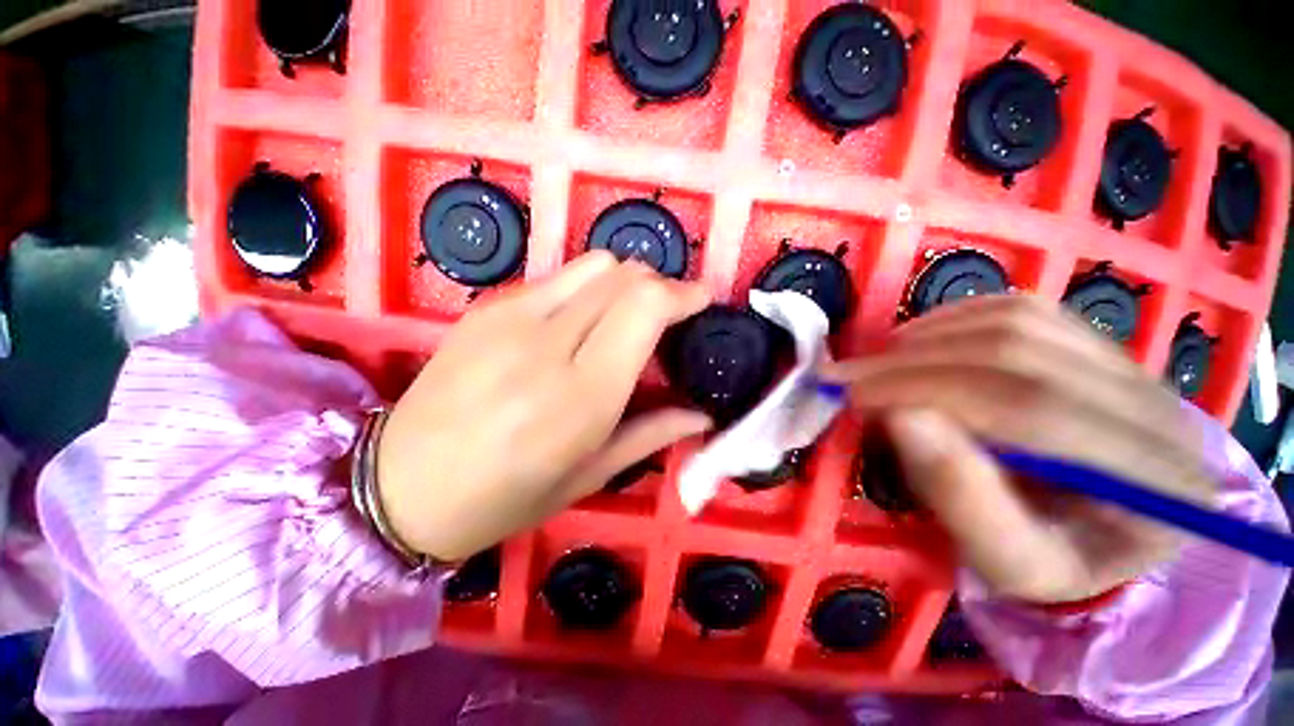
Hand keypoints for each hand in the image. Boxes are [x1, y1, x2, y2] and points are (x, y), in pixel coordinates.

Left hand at [376, 253, 712, 561]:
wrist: (399, 486)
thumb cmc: (504, 497)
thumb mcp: (588, 476)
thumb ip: (651, 434)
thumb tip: (701, 416)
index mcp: (582, 396)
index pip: (645, 308)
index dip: (681, 294)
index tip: (699, 299)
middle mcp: (549, 345)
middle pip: (624, 276)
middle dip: (658, 285)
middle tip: (667, 313)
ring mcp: (511, 317)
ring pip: (594, 265)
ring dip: (623, 281)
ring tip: (625, 314)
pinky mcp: (486, 307)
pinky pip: (557, 276)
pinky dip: (585, 287)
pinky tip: (578, 319)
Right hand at [827, 296, 1212, 602]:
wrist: (1105, 532)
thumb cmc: (1054, 559)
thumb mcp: (1006, 563)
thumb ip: (960, 496)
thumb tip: (900, 415)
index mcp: (1153, 481)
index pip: (1029, 409)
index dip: (925, 391)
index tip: (852, 394)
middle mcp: (1155, 406)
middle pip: (1018, 354)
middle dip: (912, 362)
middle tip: (846, 375)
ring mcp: (1132, 364)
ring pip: (1018, 321)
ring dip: (928, 337)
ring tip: (878, 364)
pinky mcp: (1100, 344)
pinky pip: (1022, 309)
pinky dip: (955, 318)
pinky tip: (919, 342)